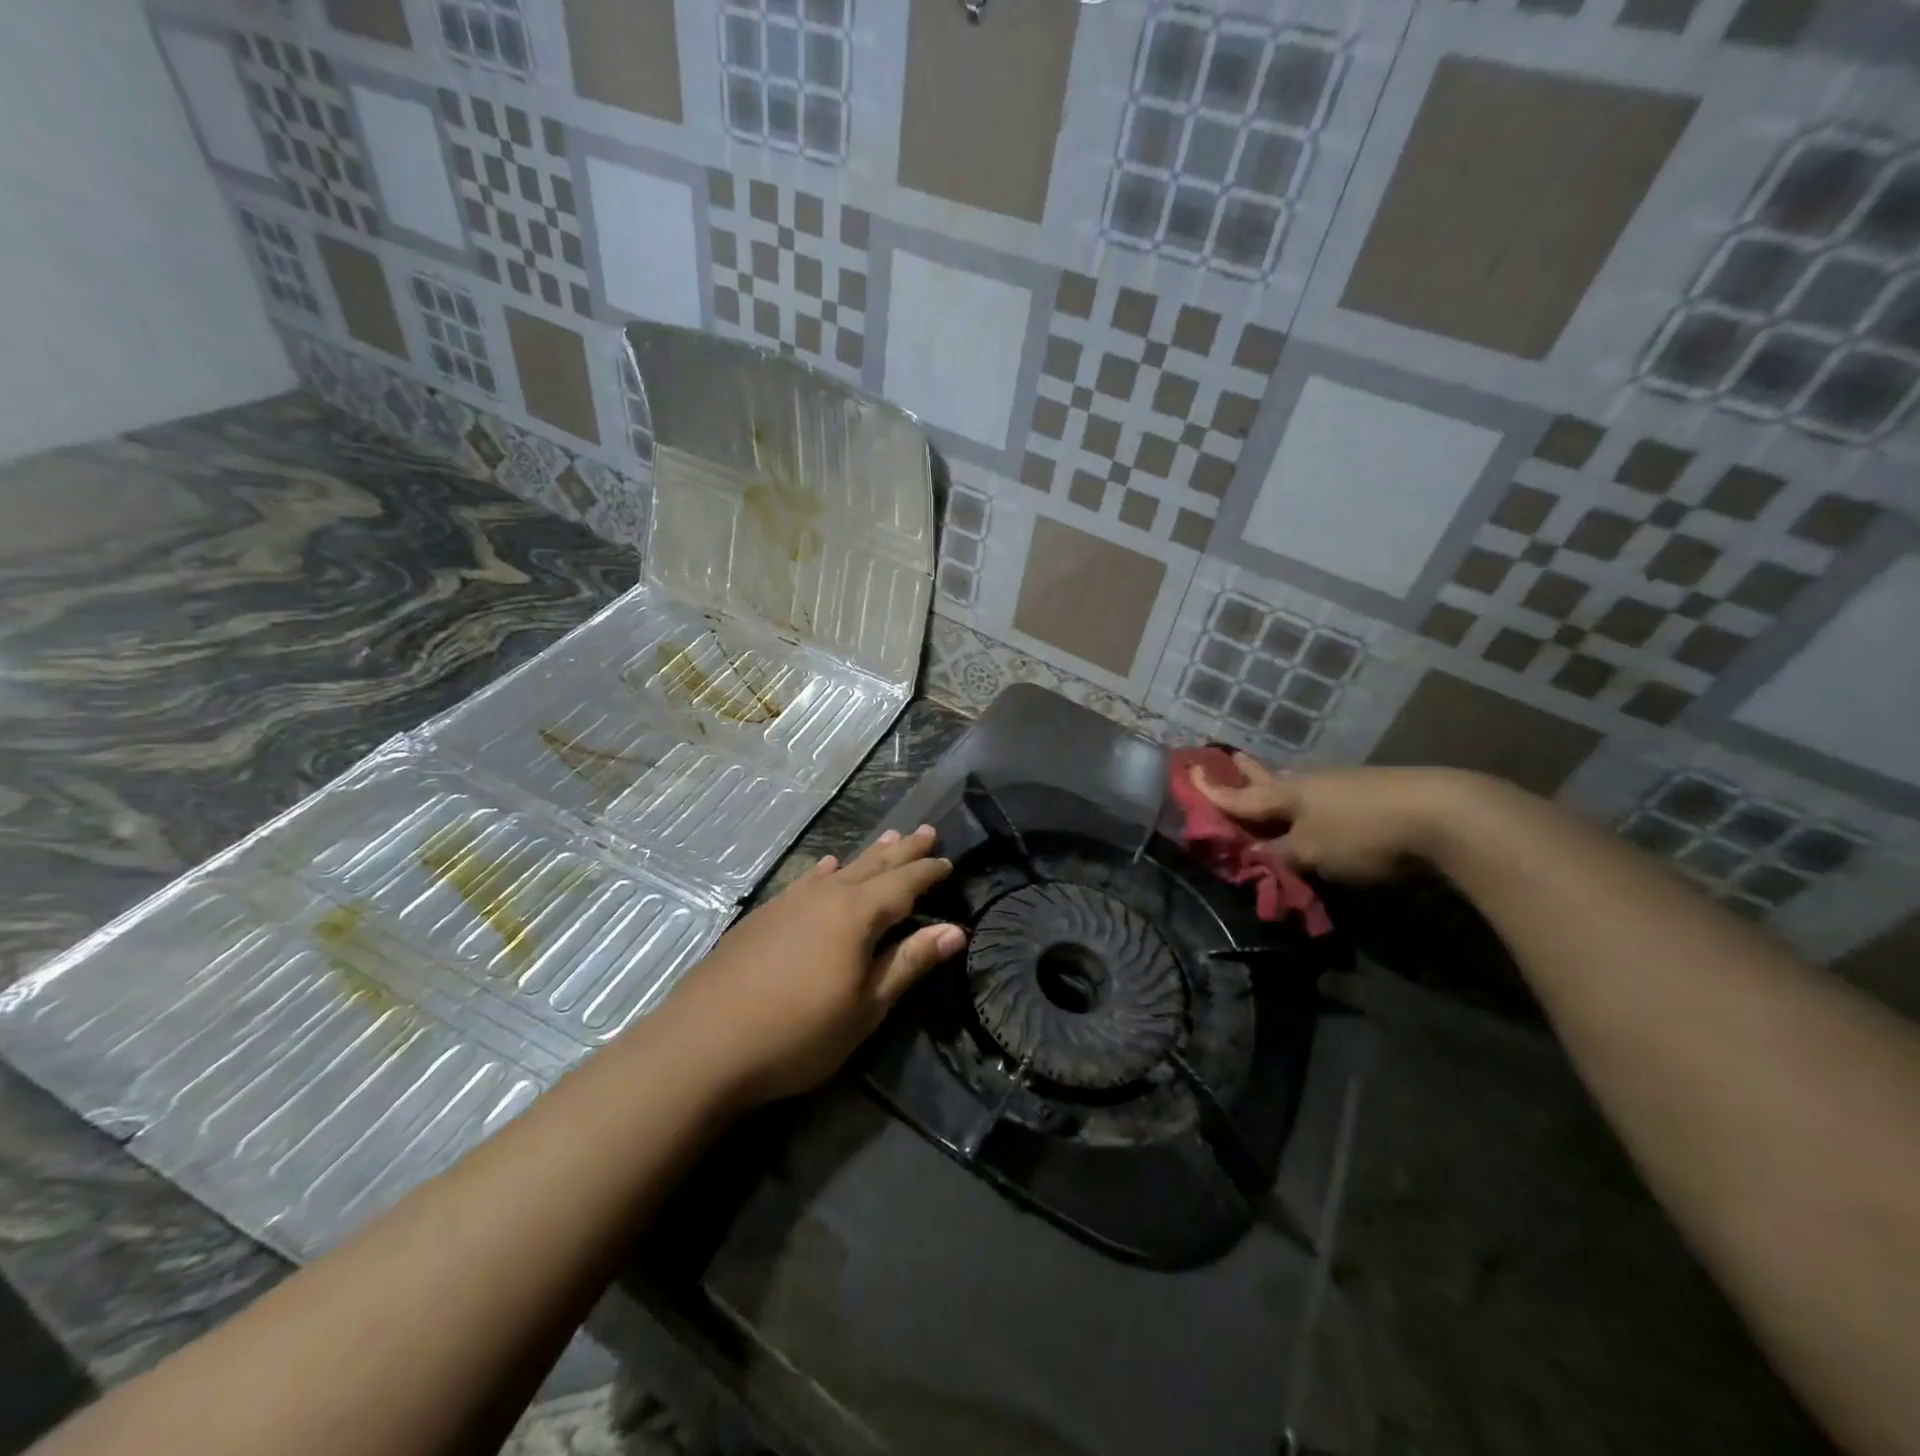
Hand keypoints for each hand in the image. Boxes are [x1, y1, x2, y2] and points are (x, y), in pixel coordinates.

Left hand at [660, 825, 964, 1106]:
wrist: (703, 1043)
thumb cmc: (798, 1033)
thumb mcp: (866, 1008)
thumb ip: (908, 964)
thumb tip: (954, 930)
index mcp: (856, 916)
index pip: (903, 884)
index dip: (928, 873)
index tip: (948, 863)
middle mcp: (825, 896)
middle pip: (873, 866)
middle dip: (903, 850)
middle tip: (927, 831)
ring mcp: (790, 902)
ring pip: (839, 870)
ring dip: (868, 855)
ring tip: (889, 838)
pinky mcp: (763, 916)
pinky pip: (806, 881)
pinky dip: (824, 872)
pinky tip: (826, 868)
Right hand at [1190, 753, 1475, 882]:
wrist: (1444, 815)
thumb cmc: (1363, 834)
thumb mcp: (1311, 852)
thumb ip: (1278, 854)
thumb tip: (1250, 853)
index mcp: (1287, 794)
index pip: (1240, 796)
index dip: (1212, 790)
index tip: (1188, 771)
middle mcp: (1311, 784)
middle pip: (1271, 779)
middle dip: (1249, 773)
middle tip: (1232, 759)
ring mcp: (1344, 786)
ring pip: (1301, 785)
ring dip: (1280, 785)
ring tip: (1271, 783)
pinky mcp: (1374, 794)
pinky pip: (1326, 796)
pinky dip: (1311, 801)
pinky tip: (1319, 805)